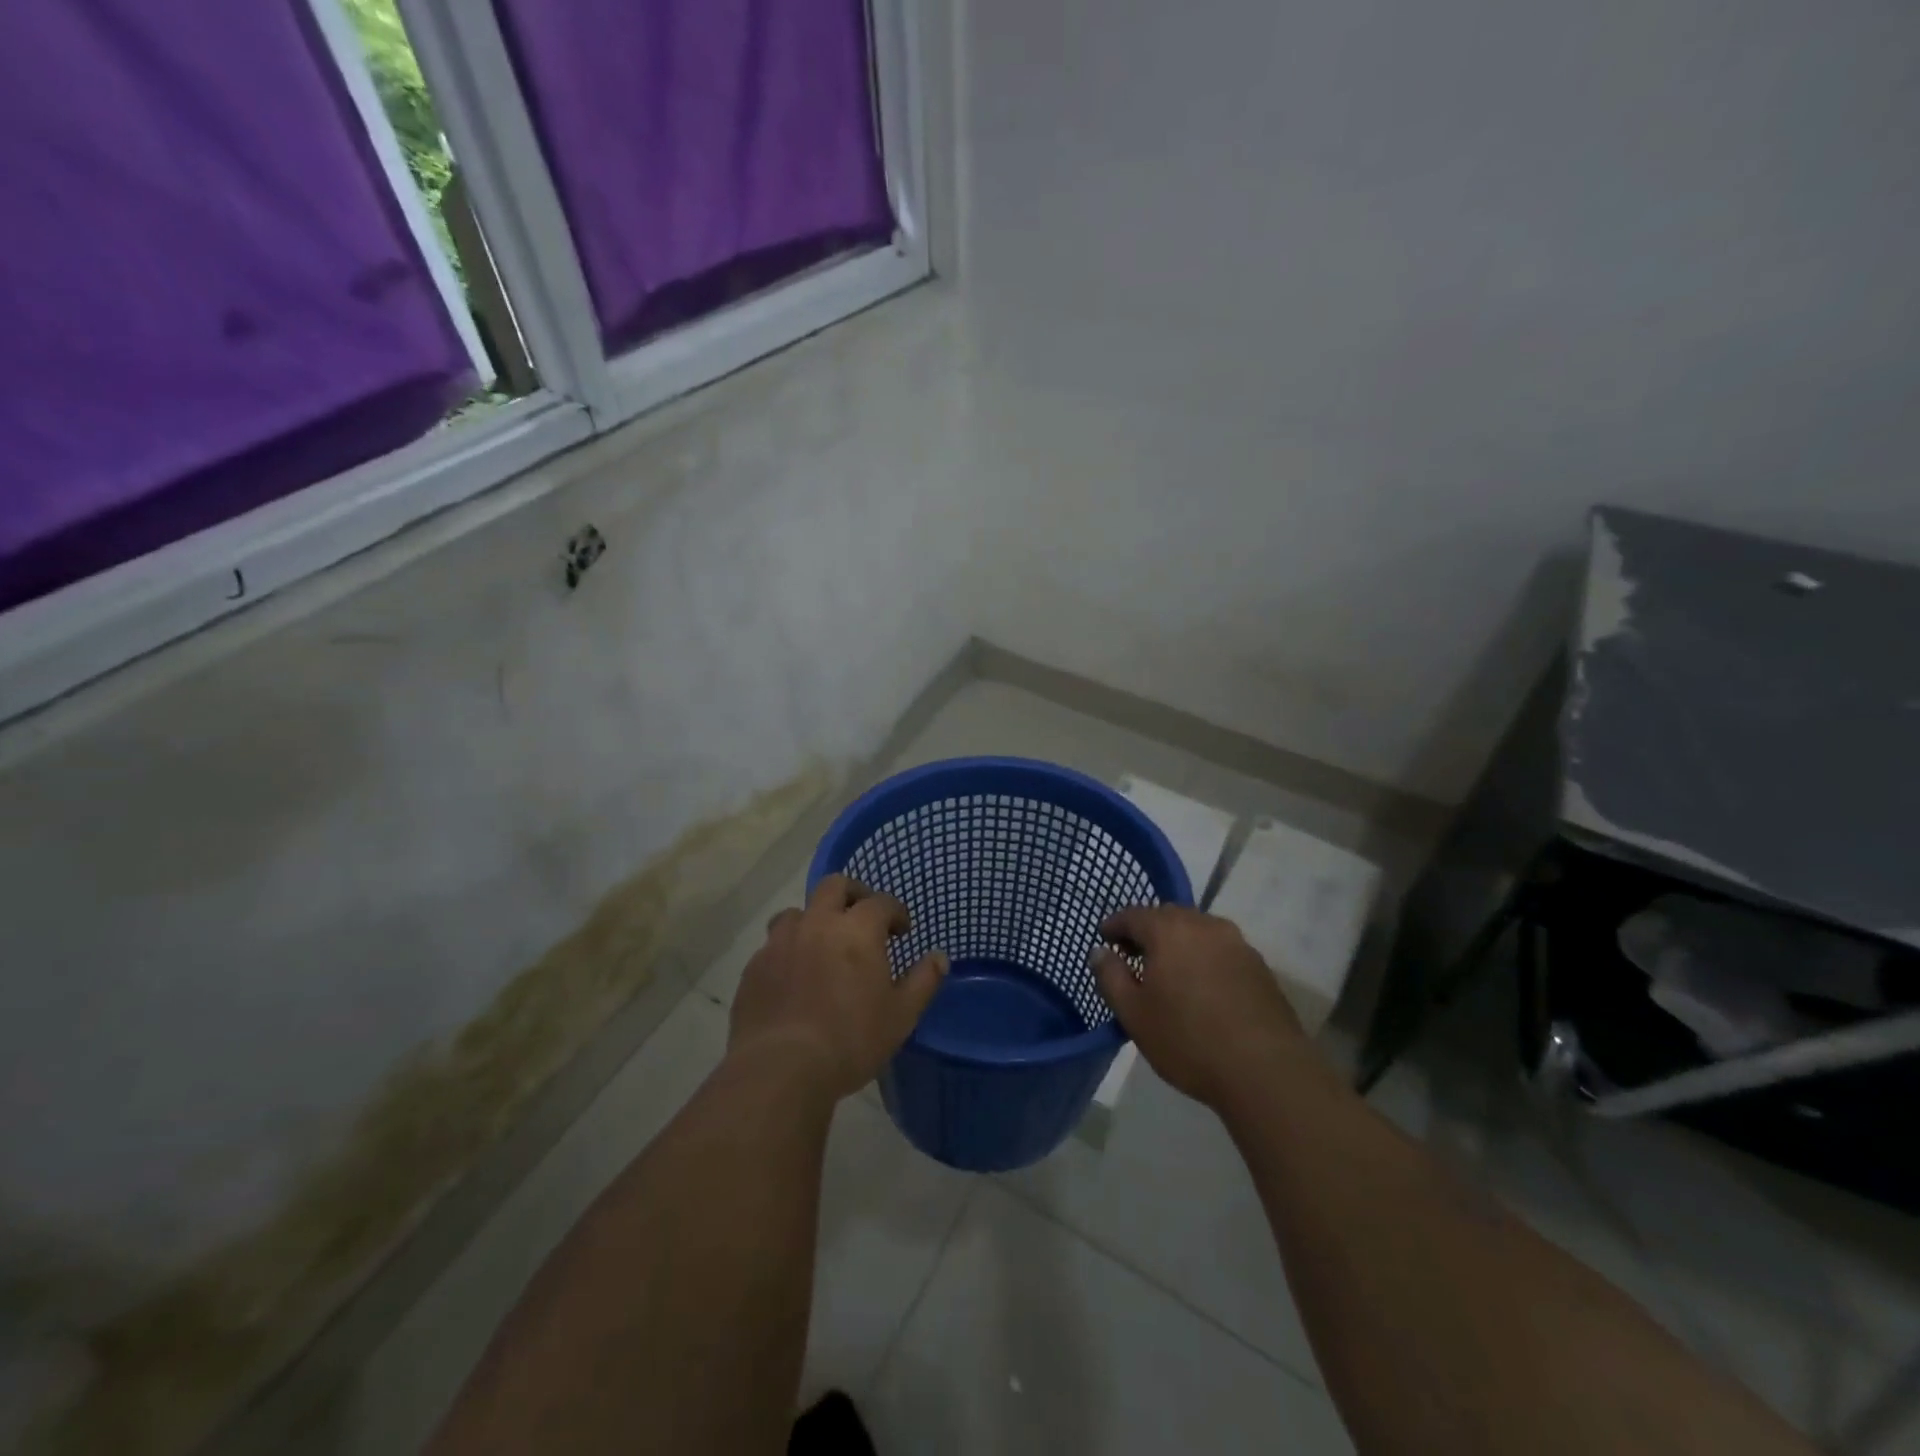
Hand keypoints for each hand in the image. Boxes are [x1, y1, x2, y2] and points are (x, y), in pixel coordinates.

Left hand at [728, 874, 947, 1102]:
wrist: (781, 1068)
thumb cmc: (851, 1039)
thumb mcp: (901, 1015)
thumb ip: (923, 981)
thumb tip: (939, 957)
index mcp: (857, 929)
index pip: (881, 902)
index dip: (896, 912)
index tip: (902, 931)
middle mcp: (818, 923)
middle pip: (834, 886)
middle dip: (853, 894)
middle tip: (863, 918)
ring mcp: (780, 942)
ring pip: (796, 912)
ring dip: (813, 920)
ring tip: (822, 945)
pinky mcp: (754, 967)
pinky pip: (773, 945)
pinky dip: (788, 950)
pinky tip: (794, 977)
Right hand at [1091, 905, 1308, 1111]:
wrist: (1266, 1071)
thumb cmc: (1188, 1040)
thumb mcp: (1134, 1014)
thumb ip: (1110, 976)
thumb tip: (1100, 952)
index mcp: (1169, 930)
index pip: (1133, 915)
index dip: (1114, 925)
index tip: (1104, 939)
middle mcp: (1204, 925)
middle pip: (1167, 916)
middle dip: (1147, 931)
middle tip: (1133, 956)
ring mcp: (1237, 943)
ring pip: (1197, 931)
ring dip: (1178, 943)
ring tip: (1168, 973)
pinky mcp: (1259, 966)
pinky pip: (1220, 950)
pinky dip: (1203, 958)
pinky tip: (1201, 987)